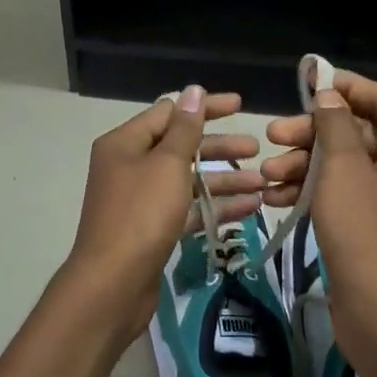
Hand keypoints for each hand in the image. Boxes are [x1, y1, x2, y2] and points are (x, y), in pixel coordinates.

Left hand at [61, 87, 263, 351]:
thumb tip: (194, 91)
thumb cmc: (140, 215)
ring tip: (263, 182)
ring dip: (224, 179)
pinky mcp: (152, 229)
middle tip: (257, 149)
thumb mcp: (167, 165)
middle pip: (180, 146)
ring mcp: (140, 199)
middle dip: (219, 147)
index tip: (241, 105)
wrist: (112, 285)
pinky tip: (250, 208)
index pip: (169, 112)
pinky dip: (214, 206)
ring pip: (187, 180)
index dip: (205, 107)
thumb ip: (185, 128)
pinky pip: (187, 208)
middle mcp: (130, 166)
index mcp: (125, 143)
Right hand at [262, 72, 376, 368]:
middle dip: (313, 134)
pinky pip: (344, 196)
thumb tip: (330, 94)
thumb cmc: (366, 234)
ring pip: (346, 167)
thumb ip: (334, 125)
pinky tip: (277, 198)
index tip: (307, 83)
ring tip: (267, 175)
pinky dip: (314, 192)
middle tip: (273, 136)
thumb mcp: (343, 170)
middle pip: (359, 133)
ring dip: (305, 165)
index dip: (346, 87)